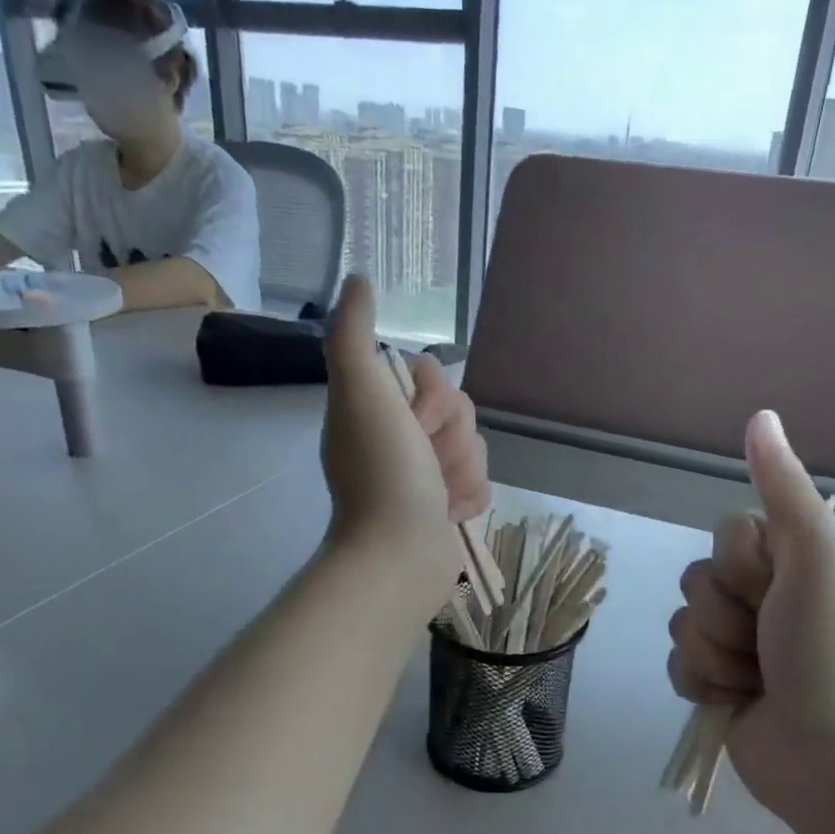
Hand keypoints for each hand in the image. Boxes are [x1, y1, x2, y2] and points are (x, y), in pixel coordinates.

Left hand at [320, 278, 488, 611]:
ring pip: (474, 448)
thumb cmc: (382, 471)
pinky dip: (469, 499)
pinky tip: (448, 514)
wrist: (399, 553)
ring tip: (437, 497)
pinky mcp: (446, 505)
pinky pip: (480, 482)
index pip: (433, 376)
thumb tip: (359, 279)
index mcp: (377, 409)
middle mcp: (400, 438)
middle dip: (451, 439)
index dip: (434, 396)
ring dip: (462, 472)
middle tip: (425, 462)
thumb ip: (353, 333)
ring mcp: (424, 475)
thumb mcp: (361, 392)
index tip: (413, 421)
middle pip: (460, 411)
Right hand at [667, 411, 834, 833]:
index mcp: (794, 563)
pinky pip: (677, 664)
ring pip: (683, 622)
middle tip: (769, 642)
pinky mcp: (717, 687)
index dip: (740, 563)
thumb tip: (760, 414)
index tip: (775, 588)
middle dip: (726, 614)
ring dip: (716, 654)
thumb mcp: (816, 558)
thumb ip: (783, 489)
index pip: (727, 533)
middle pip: (699, 577)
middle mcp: (765, 599)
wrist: (834, 760)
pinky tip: (735, 703)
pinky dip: (703, 684)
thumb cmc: (832, 652)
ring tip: (756, 682)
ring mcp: (739, 645)